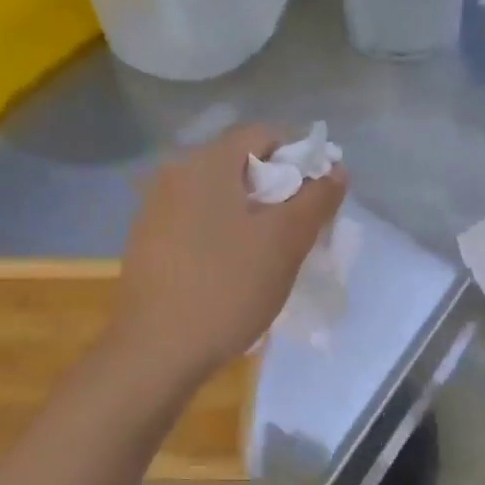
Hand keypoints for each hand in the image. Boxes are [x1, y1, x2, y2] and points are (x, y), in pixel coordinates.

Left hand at [114, 124, 345, 379]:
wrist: (157, 350)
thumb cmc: (227, 288)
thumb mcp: (285, 243)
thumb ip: (316, 199)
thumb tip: (335, 170)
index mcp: (206, 162)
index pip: (264, 133)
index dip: (302, 155)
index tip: (322, 192)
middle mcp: (174, 173)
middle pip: (240, 163)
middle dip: (279, 186)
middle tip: (304, 225)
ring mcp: (156, 208)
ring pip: (219, 194)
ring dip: (253, 211)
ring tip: (274, 250)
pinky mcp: (149, 240)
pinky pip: (199, 219)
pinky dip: (226, 230)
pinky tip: (236, 266)